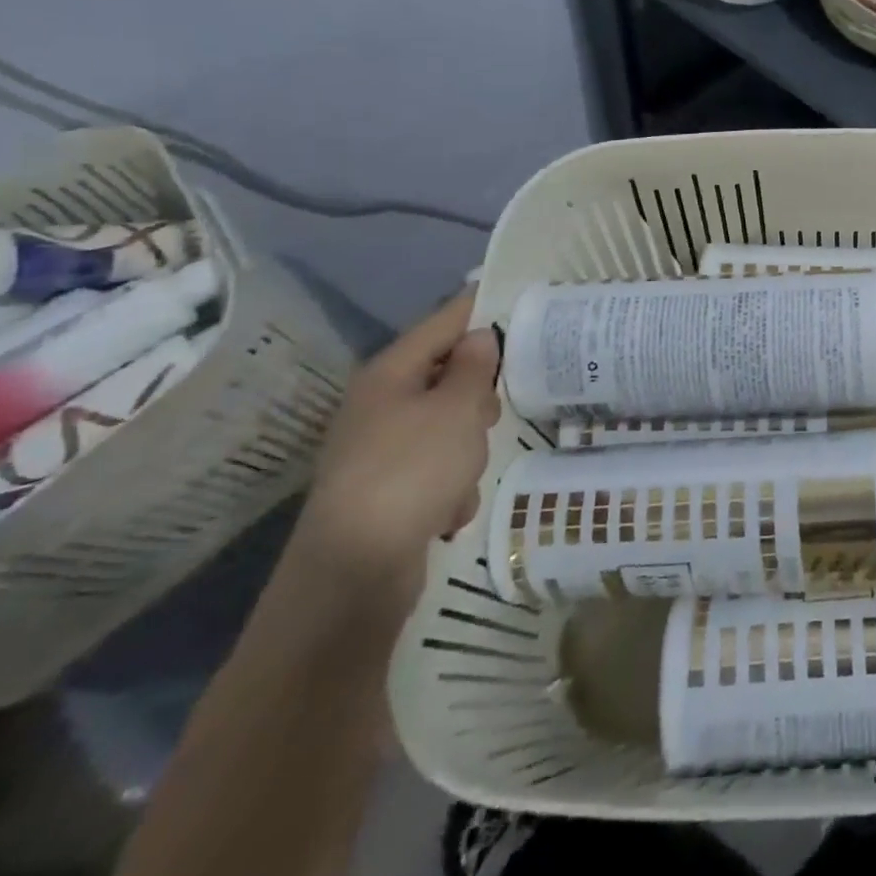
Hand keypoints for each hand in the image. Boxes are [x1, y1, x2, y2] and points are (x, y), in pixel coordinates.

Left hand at [292, 293, 499, 615]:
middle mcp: (380, 404)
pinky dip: (449, 488)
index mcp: (390, 373)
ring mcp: (380, 450)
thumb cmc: (413, 470)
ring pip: (447, 427)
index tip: (521, 302)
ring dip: (466, 450)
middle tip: (491, 414)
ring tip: (464, 475)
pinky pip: (435, 471)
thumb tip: (479, 337)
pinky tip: (447, 513)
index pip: (443, 322)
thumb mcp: (458, 410)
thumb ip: (474, 368)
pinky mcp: (386, 491)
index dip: (480, 309)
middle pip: (446, 376)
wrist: (354, 573)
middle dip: (477, 397)